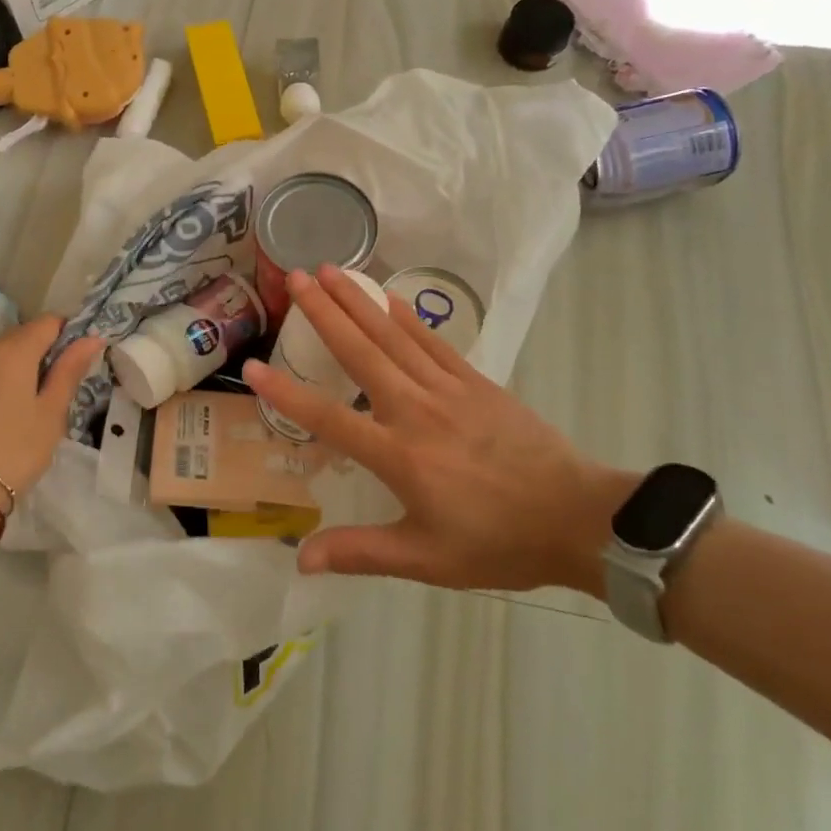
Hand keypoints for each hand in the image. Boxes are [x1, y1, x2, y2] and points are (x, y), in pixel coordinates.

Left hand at [0, 315, 103, 510]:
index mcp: (14, 351)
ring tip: (32, 402)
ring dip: (20, 366)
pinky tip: (4, 413)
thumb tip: (91, 338)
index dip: (68, 333)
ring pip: (0, 355)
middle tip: (60, 385)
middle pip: (22, 335)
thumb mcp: (51, 412)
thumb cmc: (15, 449)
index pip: (48, 321)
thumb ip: (69, 370)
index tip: (79, 360)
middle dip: (44, 350)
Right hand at [242, 267, 634, 593]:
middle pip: (360, 352)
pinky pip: (432, 342)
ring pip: (393, 336)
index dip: (287, 393)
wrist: (578, 517)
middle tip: (295, 277)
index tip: (252, 366)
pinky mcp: (476, 381)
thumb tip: (300, 559)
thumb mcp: (426, 560)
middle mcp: (415, 410)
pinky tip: (387, 297)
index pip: (329, 418)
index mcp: (398, 455)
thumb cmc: (498, 543)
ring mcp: (447, 389)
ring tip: (331, 270)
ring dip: (359, 301)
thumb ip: (361, 553)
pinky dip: (406, 317)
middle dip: (324, 312)